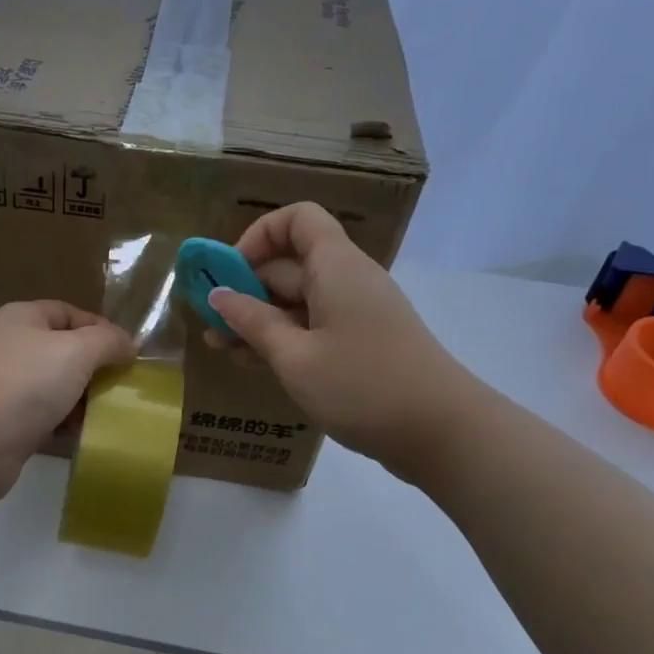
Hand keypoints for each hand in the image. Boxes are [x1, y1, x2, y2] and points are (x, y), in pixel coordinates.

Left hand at [0, 300, 133, 504]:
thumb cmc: (23, 383)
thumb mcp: (76, 350)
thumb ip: (107, 341)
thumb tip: (128, 343)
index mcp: (24, 319)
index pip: (70, 314)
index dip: (102, 329)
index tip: (131, 354)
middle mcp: (13, 348)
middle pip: (65, 352)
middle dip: (96, 369)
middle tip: (126, 388)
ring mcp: (7, 388)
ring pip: (57, 389)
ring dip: (84, 401)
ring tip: (113, 415)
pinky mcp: (7, 425)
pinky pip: (46, 419)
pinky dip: (66, 425)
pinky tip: (88, 436)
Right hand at [204, 203, 480, 471]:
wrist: (443, 433)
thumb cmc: (363, 386)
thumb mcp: (295, 357)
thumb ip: (252, 322)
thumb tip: (217, 295)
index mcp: (336, 267)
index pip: (298, 219)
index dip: (259, 236)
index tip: (230, 273)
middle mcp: (348, 281)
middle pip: (291, 266)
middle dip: (246, 289)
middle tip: (210, 323)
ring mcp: (357, 314)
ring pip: (298, 302)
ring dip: (258, 320)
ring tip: (219, 347)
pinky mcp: (362, 344)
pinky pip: (314, 328)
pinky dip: (283, 339)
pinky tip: (251, 362)